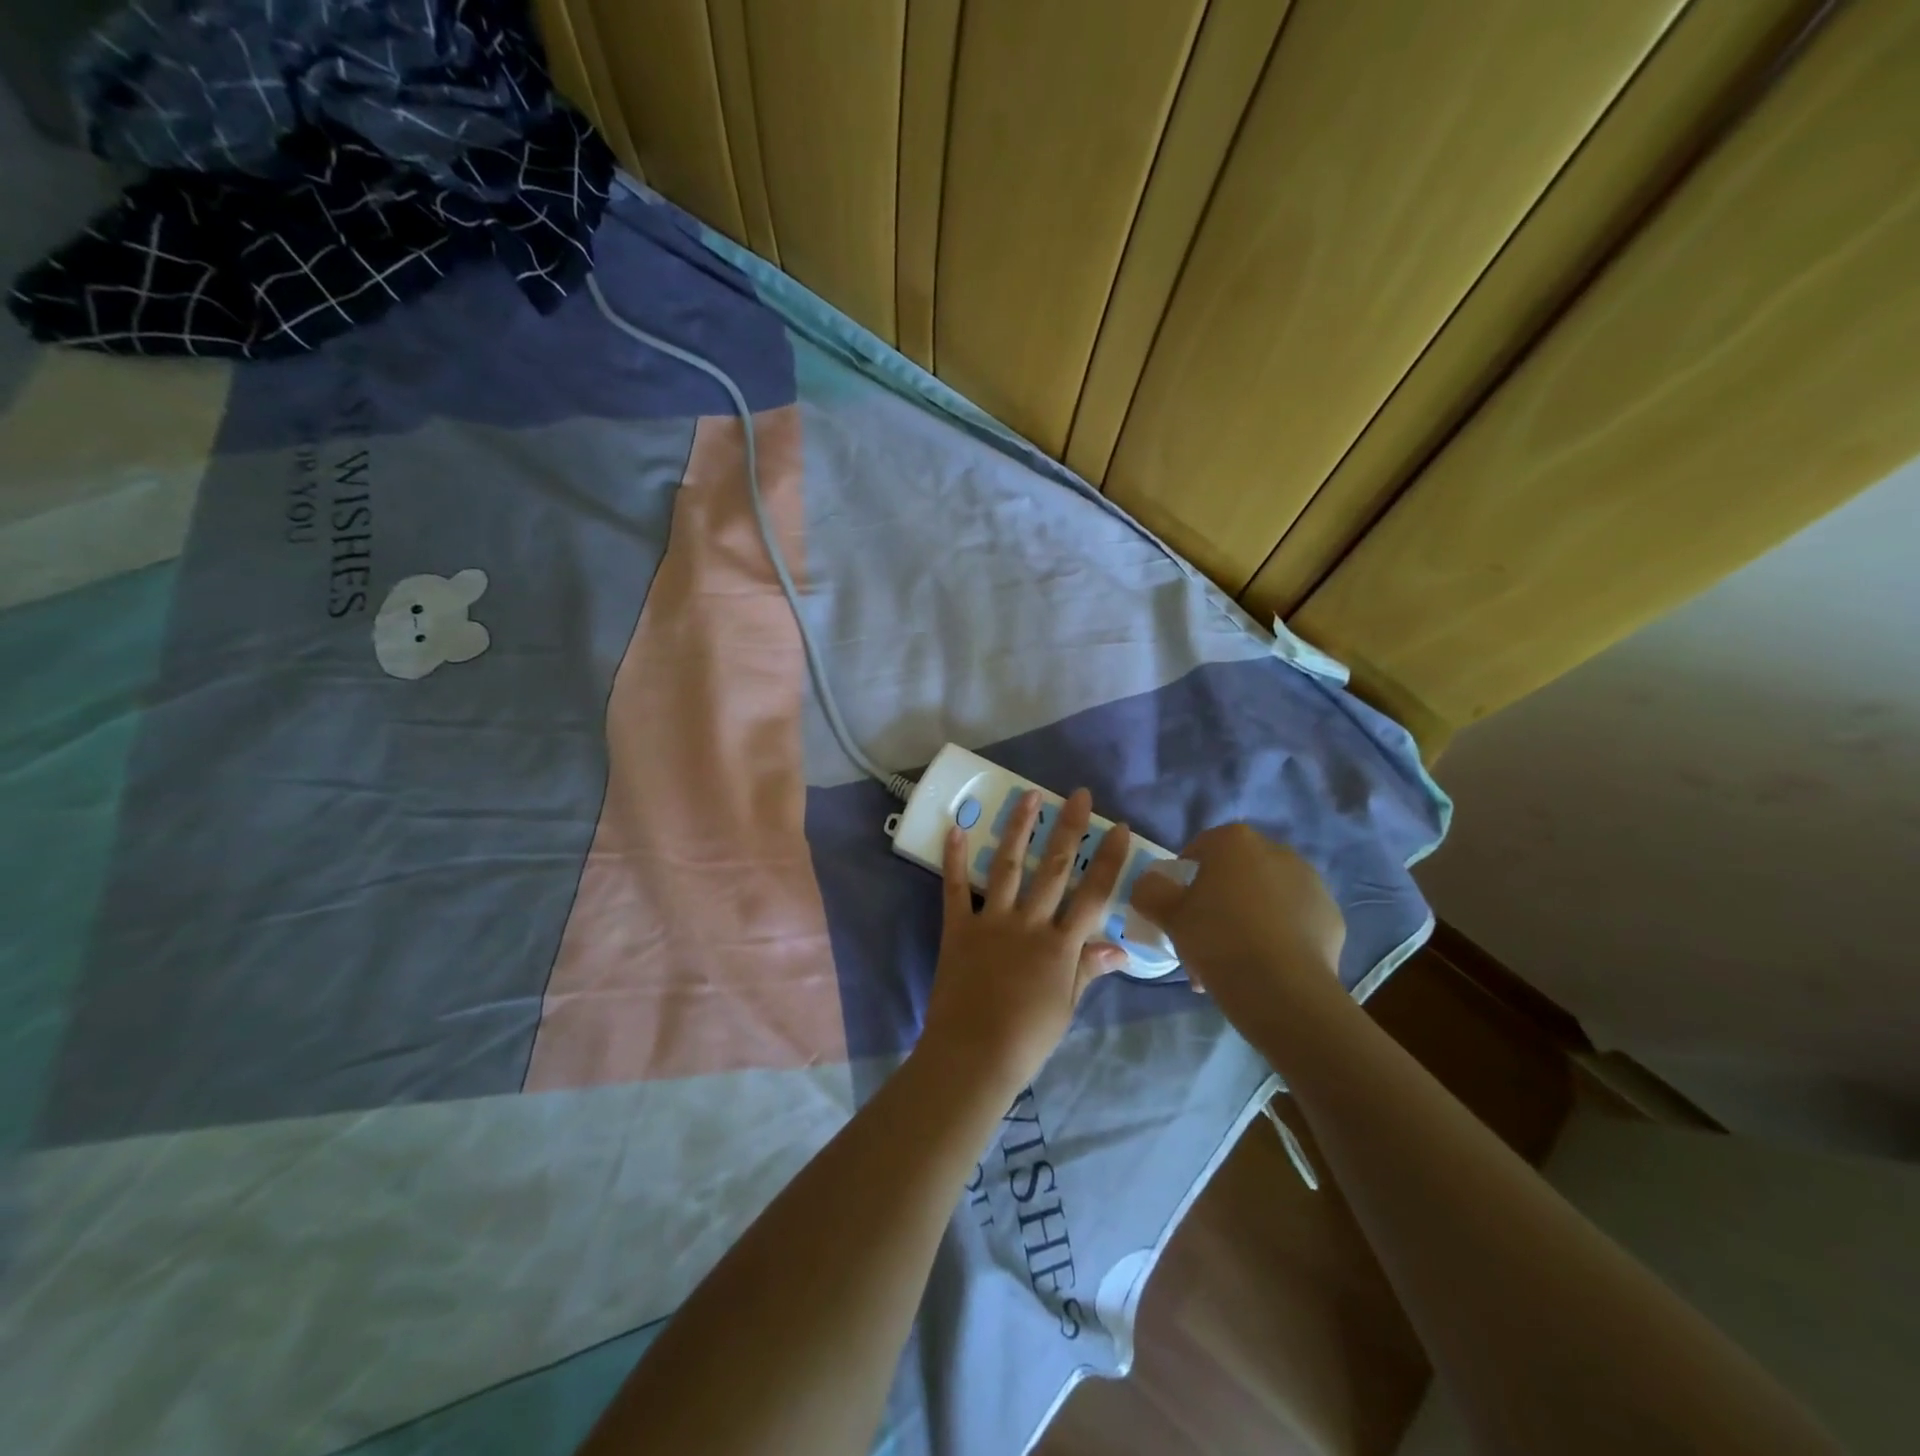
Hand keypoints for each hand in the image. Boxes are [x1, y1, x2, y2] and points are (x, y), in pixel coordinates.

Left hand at [919, 788, 1131, 1094]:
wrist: (973, 1056)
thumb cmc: (1027, 1039)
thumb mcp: (1067, 1007)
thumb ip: (1088, 970)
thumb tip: (1120, 950)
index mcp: (1061, 946)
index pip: (1093, 894)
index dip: (1108, 860)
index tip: (1116, 828)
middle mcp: (1030, 924)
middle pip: (1054, 868)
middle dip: (1068, 828)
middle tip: (1078, 794)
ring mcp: (992, 922)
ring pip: (1007, 866)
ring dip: (1019, 828)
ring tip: (1029, 796)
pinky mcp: (958, 928)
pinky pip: (955, 888)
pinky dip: (953, 858)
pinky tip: (955, 828)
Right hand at [1129, 823, 1345, 1034]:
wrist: (1284, 991)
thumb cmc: (1218, 940)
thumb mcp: (1168, 914)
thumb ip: (1150, 890)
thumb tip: (1150, 884)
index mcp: (1235, 841)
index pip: (1199, 849)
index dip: (1183, 879)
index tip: (1177, 911)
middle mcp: (1277, 850)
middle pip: (1234, 873)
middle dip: (1218, 901)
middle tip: (1203, 940)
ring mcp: (1310, 882)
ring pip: (1265, 897)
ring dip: (1247, 918)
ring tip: (1233, 962)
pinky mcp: (1331, 916)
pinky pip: (1293, 920)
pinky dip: (1278, 935)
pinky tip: (1265, 966)